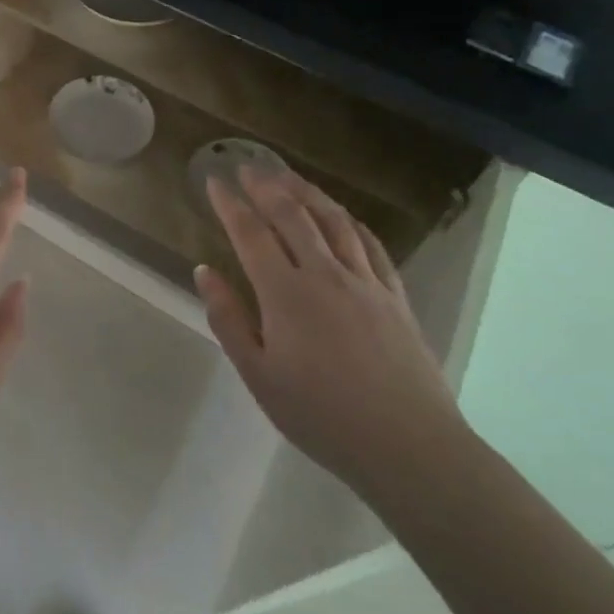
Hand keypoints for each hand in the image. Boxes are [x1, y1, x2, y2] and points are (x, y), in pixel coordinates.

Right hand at [196, 166, 469, 497]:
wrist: (409, 446)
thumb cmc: (321, 416)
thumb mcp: (258, 376)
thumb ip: (228, 319)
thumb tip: (204, 271)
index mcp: (285, 293)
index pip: (250, 233)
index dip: (230, 204)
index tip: (215, 181)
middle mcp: (324, 274)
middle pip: (292, 215)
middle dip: (266, 186)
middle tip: (248, 166)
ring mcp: (365, 281)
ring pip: (333, 220)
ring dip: (307, 192)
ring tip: (288, 176)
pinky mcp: (394, 295)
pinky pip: (370, 244)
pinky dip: (350, 221)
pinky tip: (342, 215)